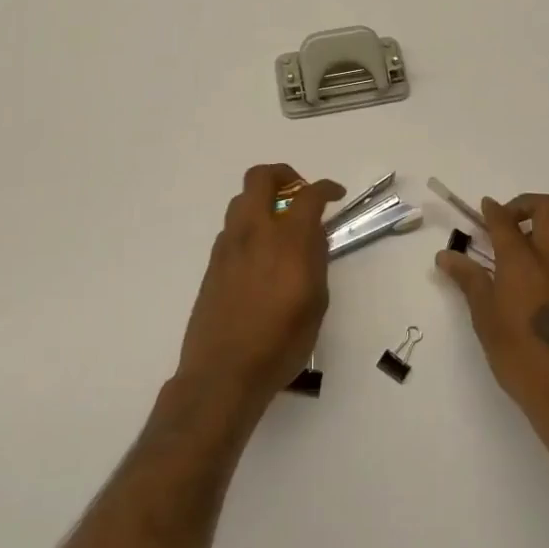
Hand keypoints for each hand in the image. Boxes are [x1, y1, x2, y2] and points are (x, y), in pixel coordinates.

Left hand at [177, 164, 344, 411]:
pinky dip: (249, 226)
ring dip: (262, 200)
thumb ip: (315, 260)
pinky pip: (232, 227)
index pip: (308, 195)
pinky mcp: (213, 262)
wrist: (224, 372)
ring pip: (241, 199)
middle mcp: (255, 232)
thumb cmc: (280, 343)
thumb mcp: (316, 303)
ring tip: (278, 224)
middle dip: (284, 175)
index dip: (326, 188)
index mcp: (288, 240)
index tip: (335, 194)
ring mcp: (229, 244)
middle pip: (261, 177)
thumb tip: (312, 236)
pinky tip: (260, 254)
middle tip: (299, 193)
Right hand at [436, 194, 548, 444]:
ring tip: (522, 250)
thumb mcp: (485, 318)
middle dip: (527, 204)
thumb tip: (446, 256)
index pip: (506, 221)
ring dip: (544, 228)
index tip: (483, 207)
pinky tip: (541, 279)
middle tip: (507, 222)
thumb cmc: (520, 356)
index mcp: (523, 261)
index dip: (492, 210)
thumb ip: (468, 280)